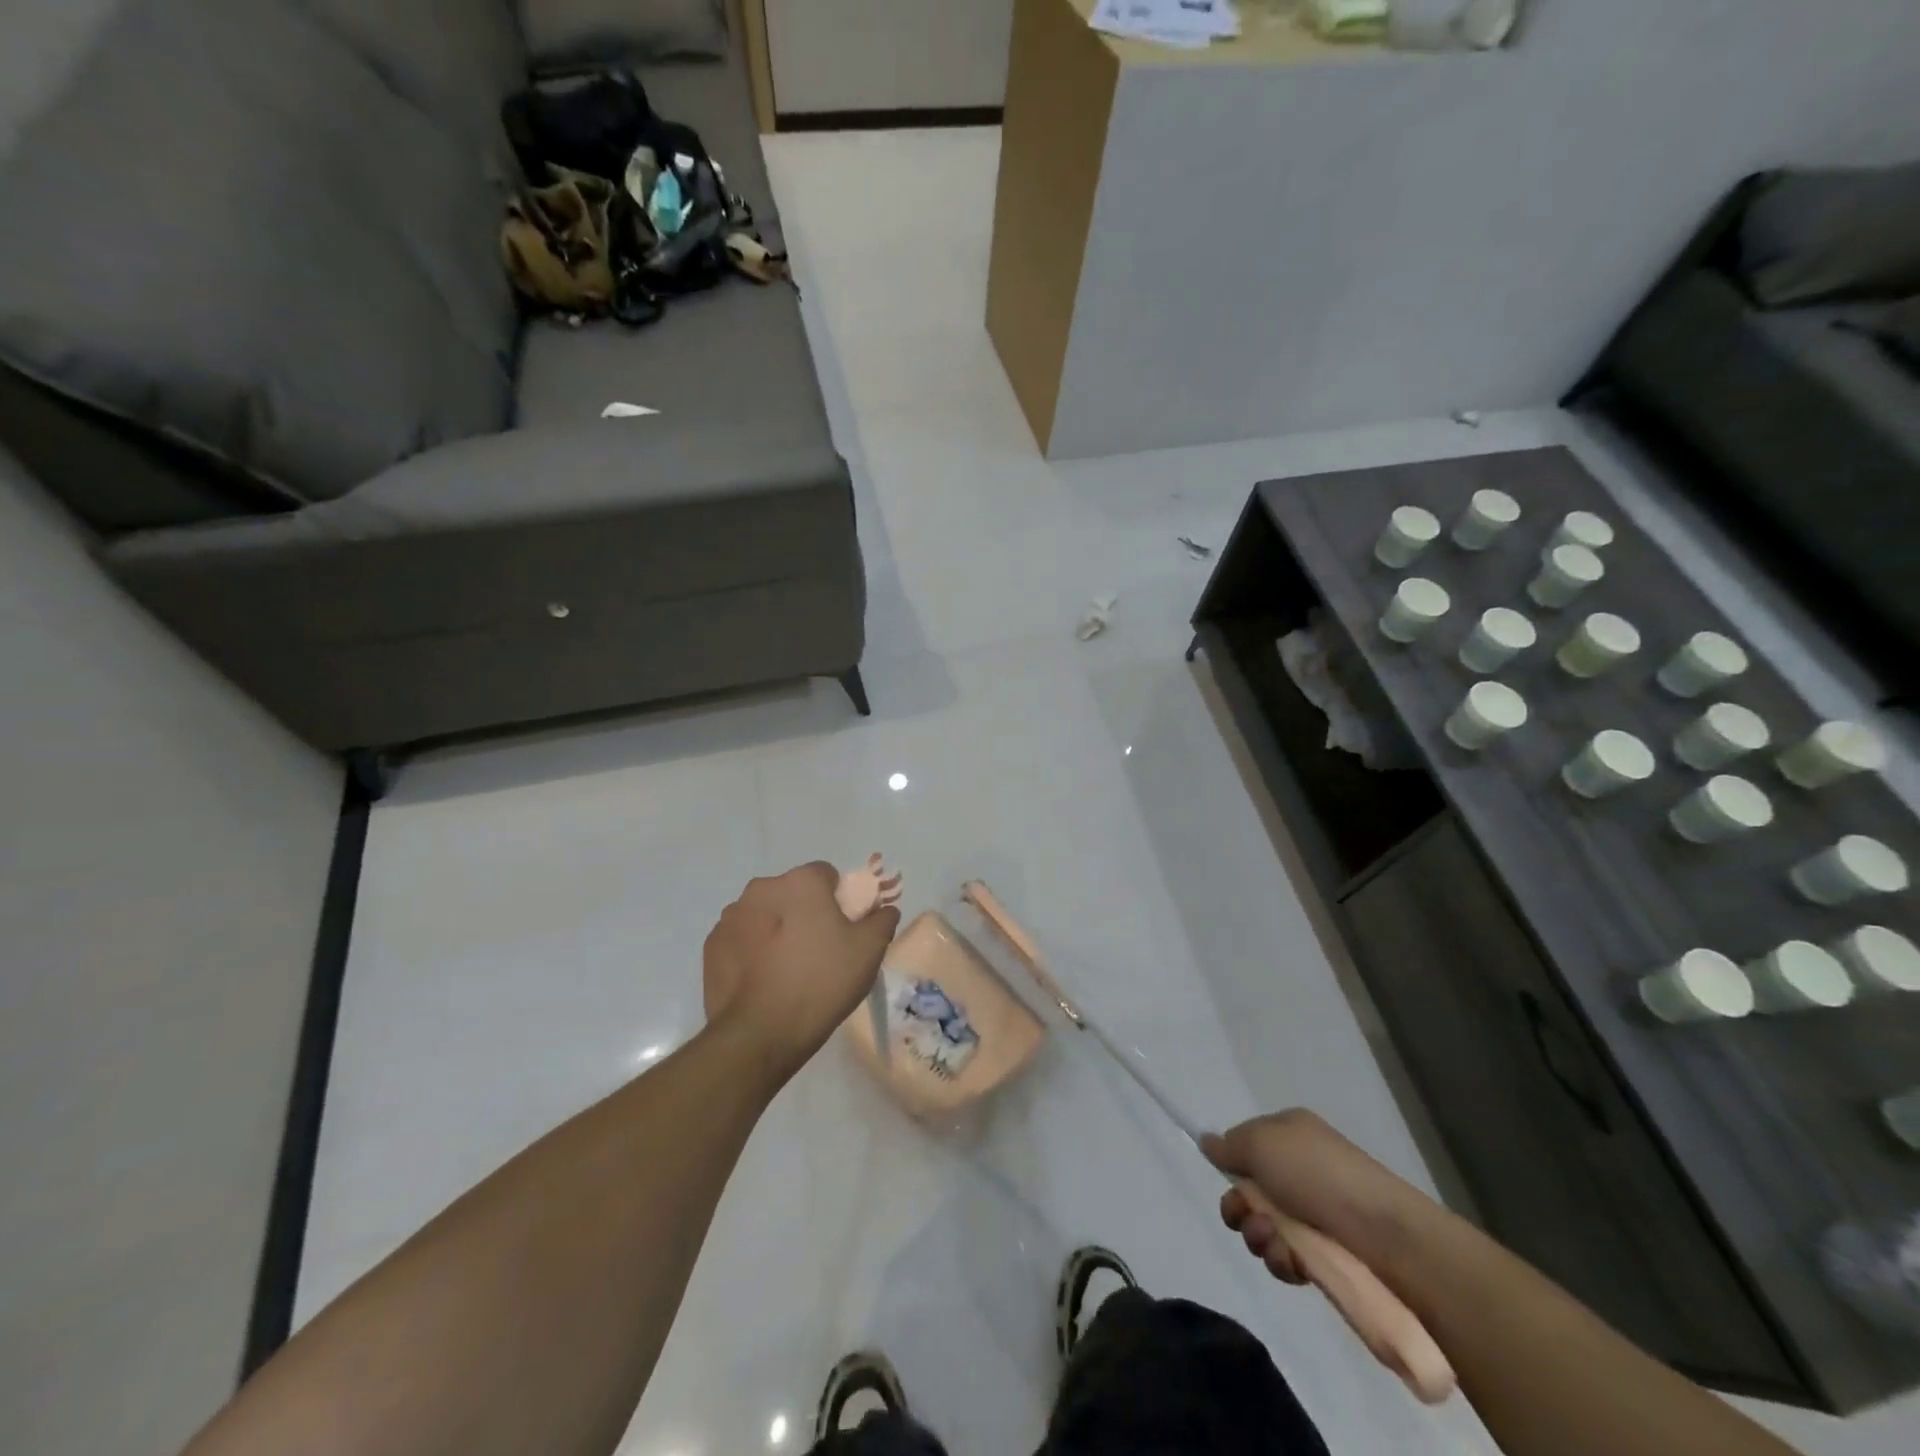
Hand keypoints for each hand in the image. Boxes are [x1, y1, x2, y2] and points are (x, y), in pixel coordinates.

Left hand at [702, 862, 900, 1080]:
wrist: (760, 1033)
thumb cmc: (821, 981)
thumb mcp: (869, 951)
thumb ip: (881, 920)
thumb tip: (884, 909)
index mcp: (800, 882)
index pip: (826, 874)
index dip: (839, 898)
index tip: (845, 928)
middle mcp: (761, 889)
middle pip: (792, 893)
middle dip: (805, 912)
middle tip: (819, 950)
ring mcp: (731, 917)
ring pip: (765, 914)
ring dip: (776, 929)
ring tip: (788, 970)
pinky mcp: (712, 946)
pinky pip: (742, 938)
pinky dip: (753, 950)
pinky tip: (764, 980)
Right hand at [1202, 1110, 1435, 1285]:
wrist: (1385, 1234)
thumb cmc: (1317, 1174)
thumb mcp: (1261, 1143)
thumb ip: (1228, 1144)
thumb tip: (1208, 1142)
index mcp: (1289, 1134)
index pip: (1246, 1146)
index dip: (1232, 1165)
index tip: (1227, 1179)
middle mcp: (1301, 1169)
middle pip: (1250, 1191)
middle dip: (1240, 1209)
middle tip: (1245, 1218)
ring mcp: (1315, 1213)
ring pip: (1265, 1227)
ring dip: (1259, 1237)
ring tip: (1275, 1243)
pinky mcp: (1327, 1255)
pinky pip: (1288, 1257)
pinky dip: (1282, 1261)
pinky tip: (1293, 1264)